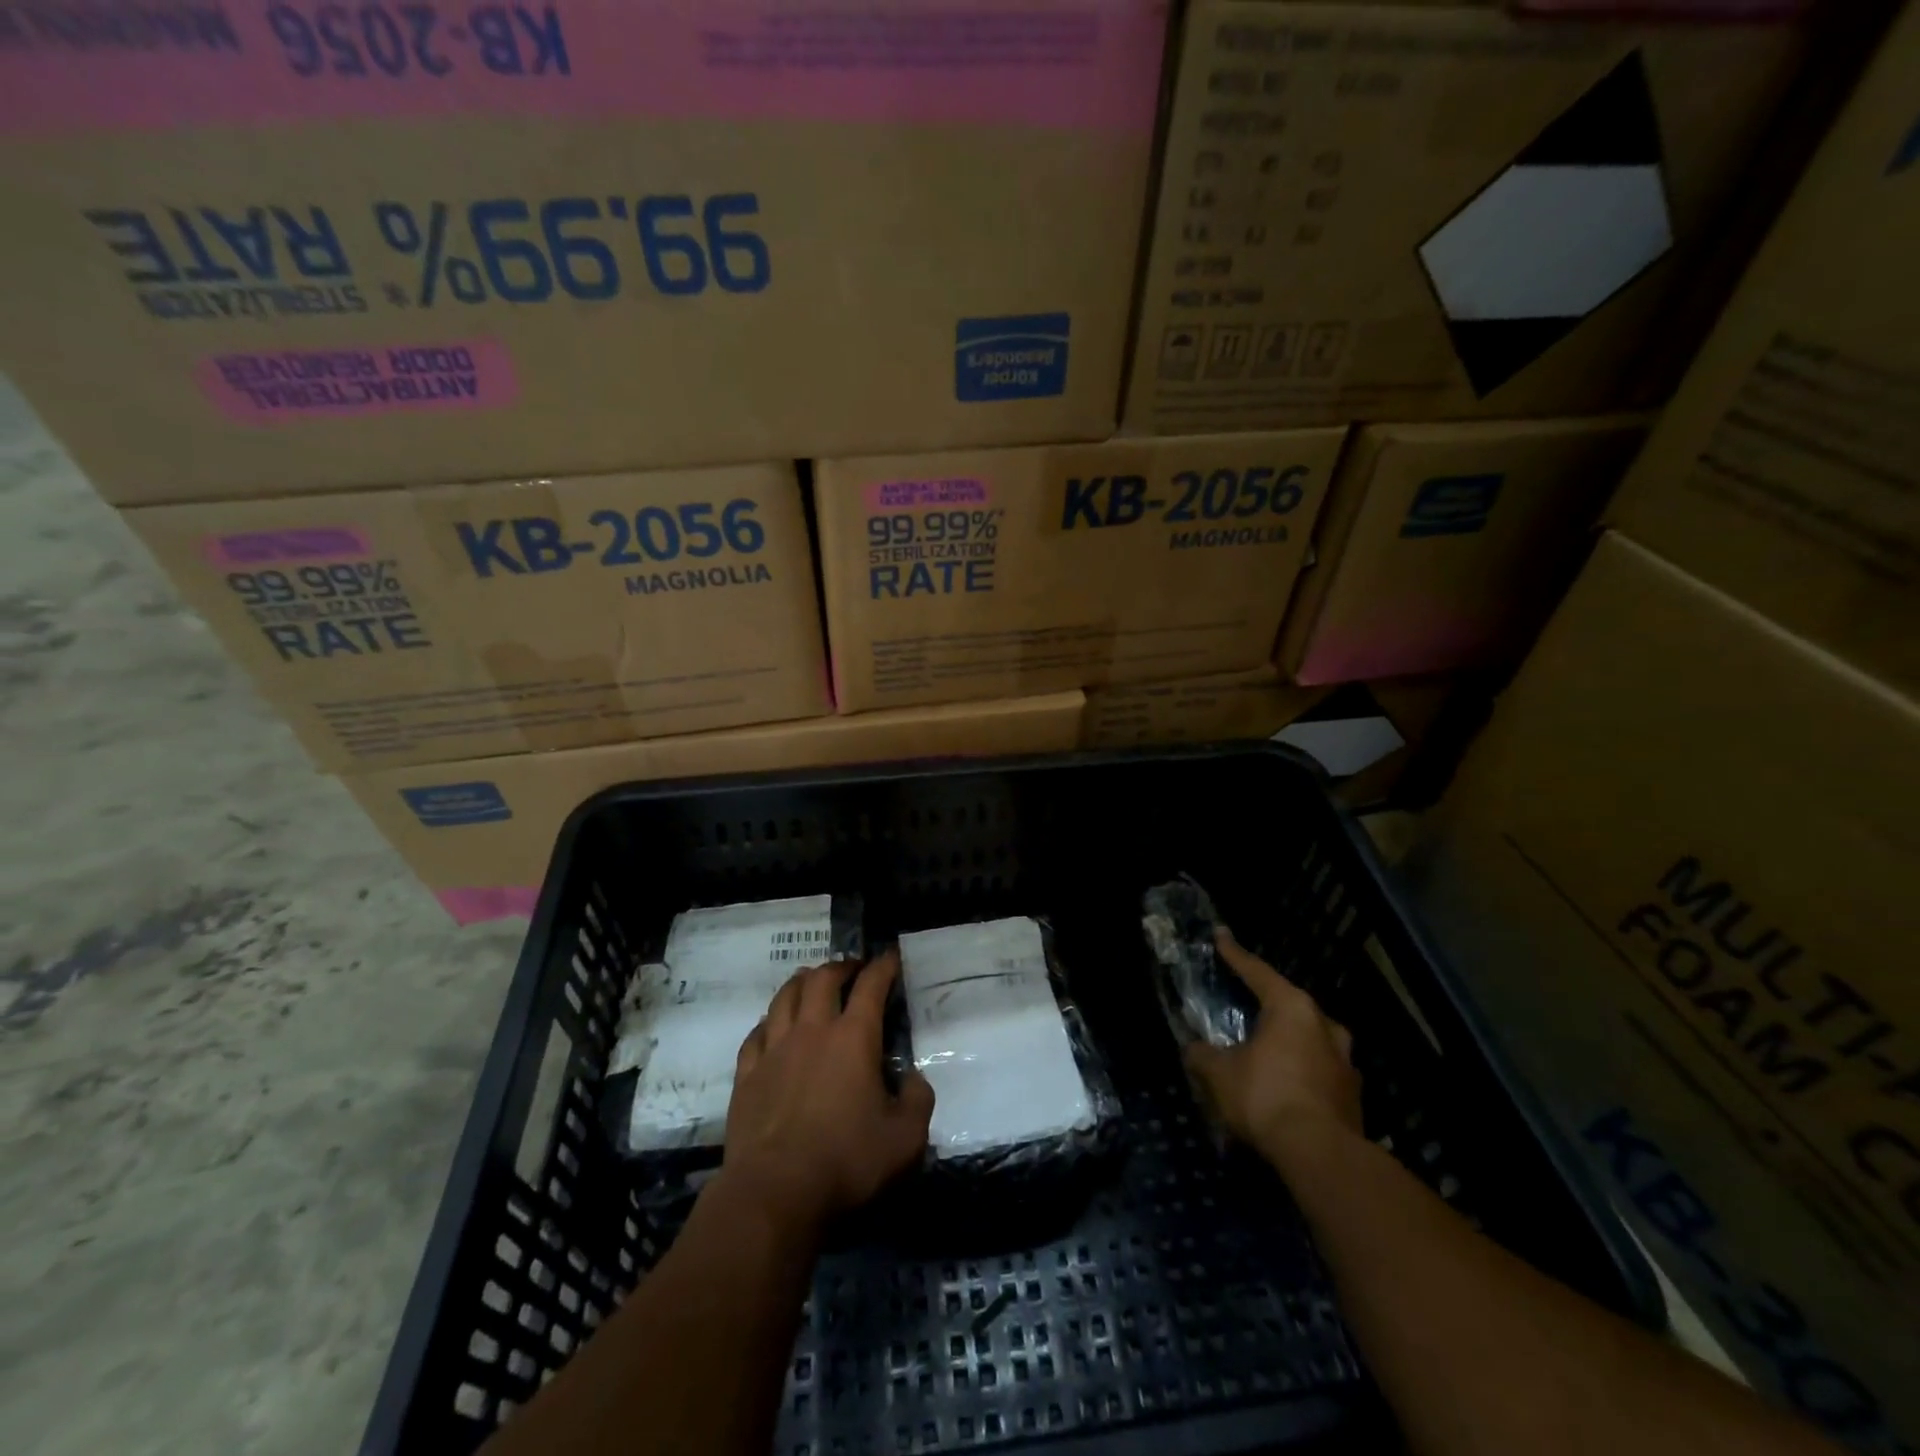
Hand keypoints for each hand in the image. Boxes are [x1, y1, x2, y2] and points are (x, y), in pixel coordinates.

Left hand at [722, 948, 934, 1232]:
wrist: (774, 1193)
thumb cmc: (846, 1162)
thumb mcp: (905, 1139)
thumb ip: (918, 1101)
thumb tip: (913, 1079)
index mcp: (854, 1038)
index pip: (871, 986)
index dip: (883, 966)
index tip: (891, 957)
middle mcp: (812, 1031)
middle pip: (822, 979)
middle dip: (841, 967)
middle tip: (852, 970)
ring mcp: (774, 1050)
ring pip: (784, 997)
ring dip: (801, 982)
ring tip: (811, 982)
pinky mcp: (747, 1074)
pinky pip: (756, 1033)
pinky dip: (769, 1021)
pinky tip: (772, 1027)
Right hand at [1184, 929, 1363, 1171]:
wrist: (1321, 1155)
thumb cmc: (1266, 1096)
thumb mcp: (1219, 1073)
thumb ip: (1202, 1055)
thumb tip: (1193, 1050)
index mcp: (1292, 1007)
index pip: (1256, 971)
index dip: (1234, 954)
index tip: (1220, 935)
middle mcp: (1324, 1025)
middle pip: (1290, 1004)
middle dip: (1268, 1005)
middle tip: (1246, 1006)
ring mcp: (1344, 1061)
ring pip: (1310, 1039)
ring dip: (1289, 1042)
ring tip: (1267, 1052)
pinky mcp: (1352, 1094)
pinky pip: (1319, 1071)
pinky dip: (1301, 1072)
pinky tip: (1285, 1088)